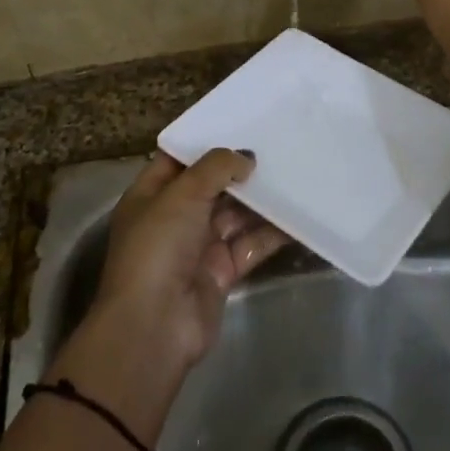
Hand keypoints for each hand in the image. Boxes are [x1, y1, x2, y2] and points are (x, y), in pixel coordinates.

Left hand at [89, 149, 288, 374]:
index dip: (205, 142)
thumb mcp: (183, 194)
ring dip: (260, 200)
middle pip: (211, 186)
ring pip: (235, 215)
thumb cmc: (158, 248)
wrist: (153, 327)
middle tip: (277, 146)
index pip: (178, 160)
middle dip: (239, 170)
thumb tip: (246, 158)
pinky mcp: (222, 272)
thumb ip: (216, 167)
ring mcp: (198, 247)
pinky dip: (272, 232)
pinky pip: (250, 245)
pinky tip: (298, 215)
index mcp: (151, 196)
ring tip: (294, 173)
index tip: (240, 123)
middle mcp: (174, 218)